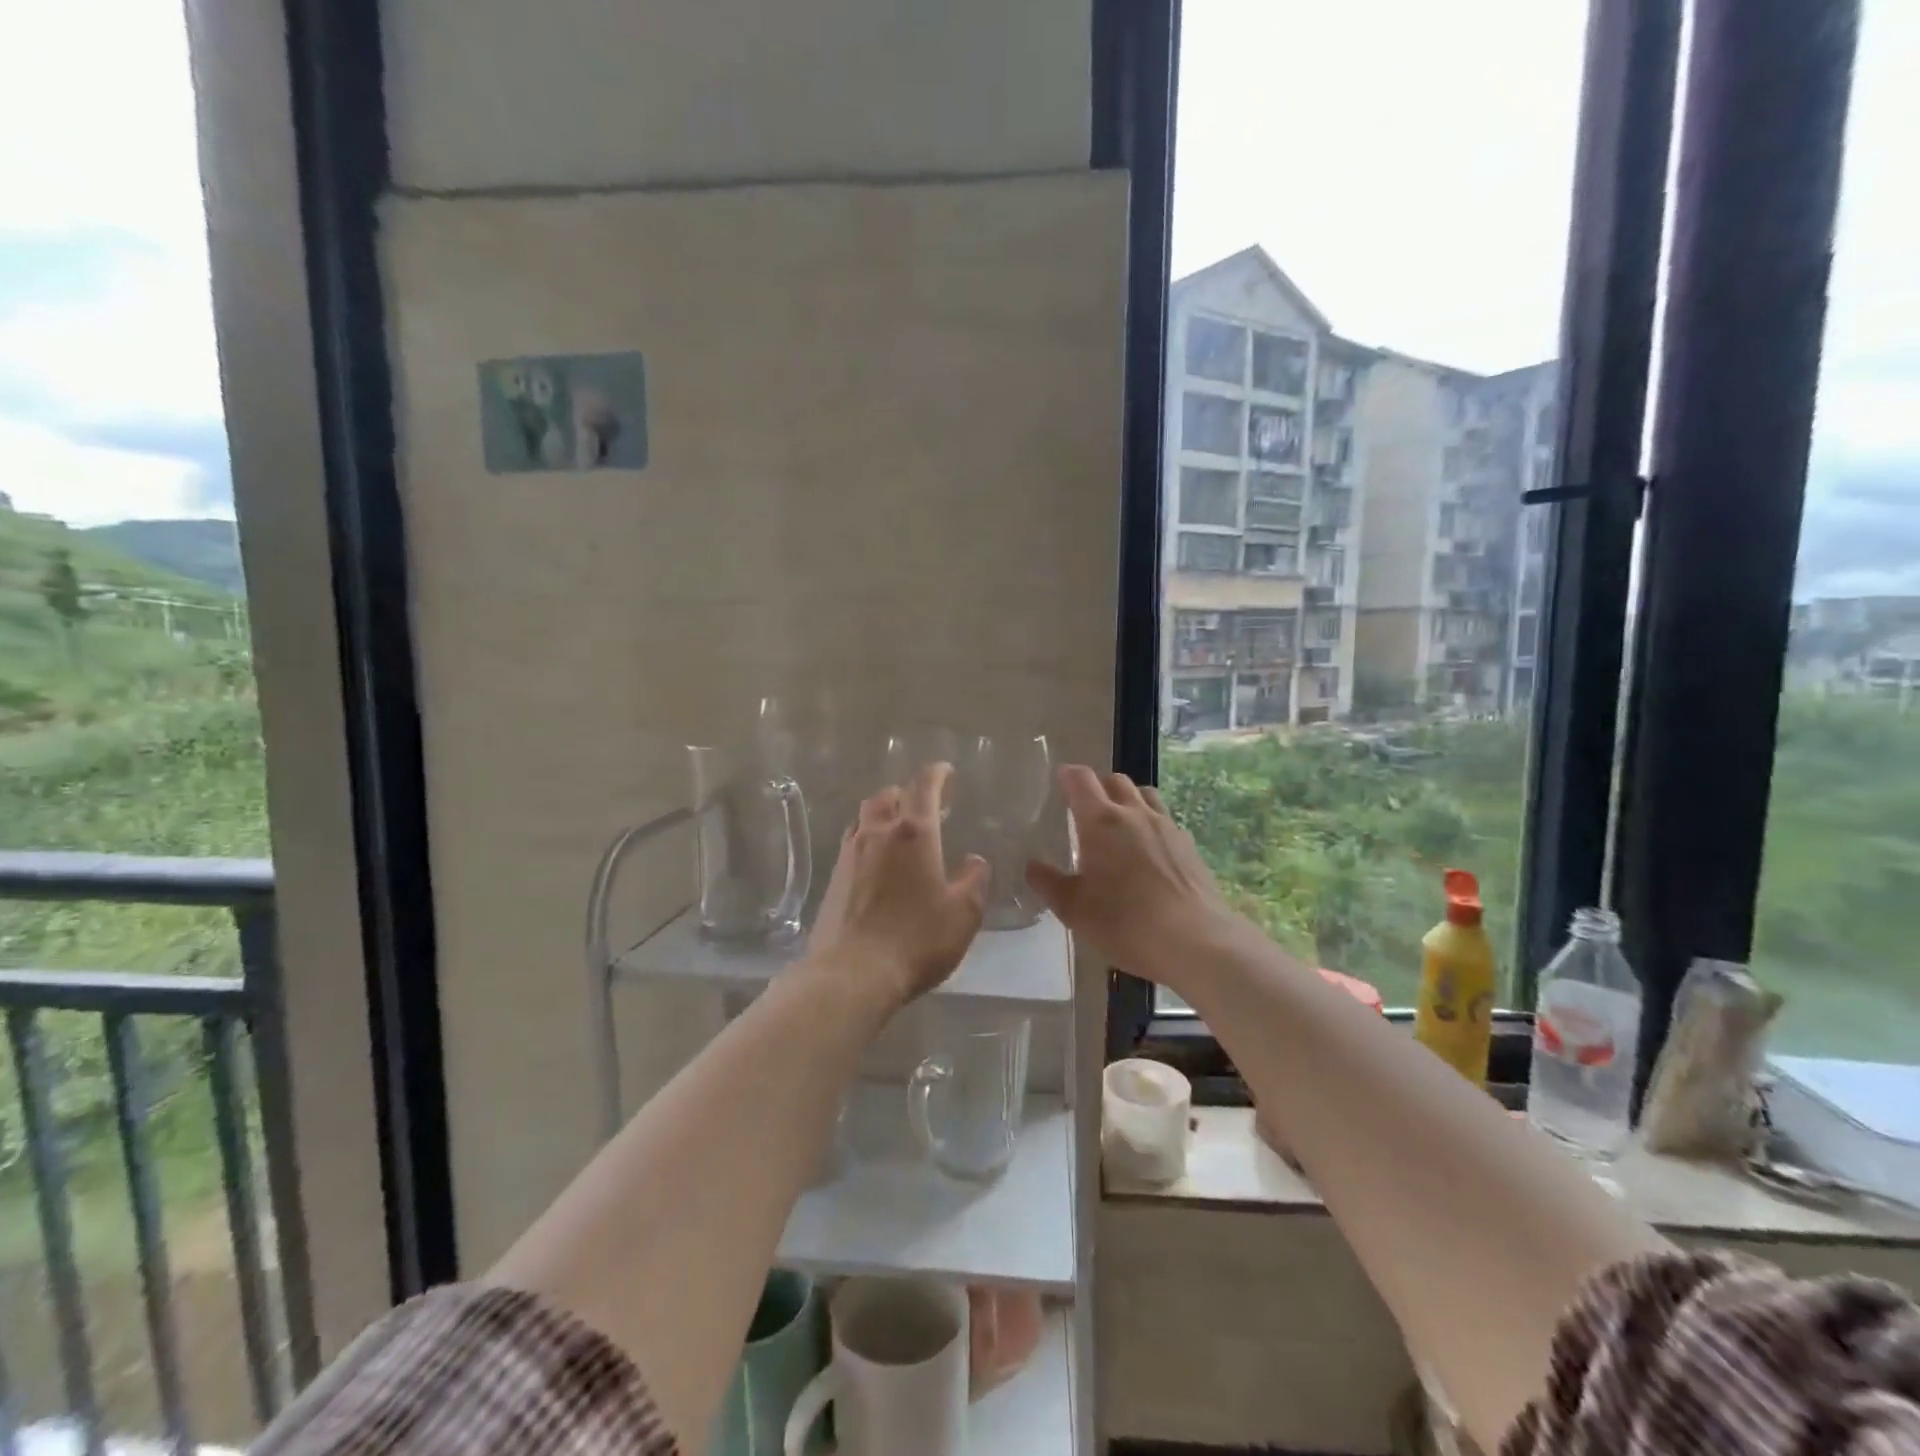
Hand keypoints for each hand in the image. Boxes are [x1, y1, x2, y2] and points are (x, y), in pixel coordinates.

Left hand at [806, 763, 989, 1009]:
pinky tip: (876, 865)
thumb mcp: (963, 914)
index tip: (945, 771)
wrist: (852, 973)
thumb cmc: (917, 940)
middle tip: (924, 807)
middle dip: (906, 794)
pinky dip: (867, 841)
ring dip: (883, 815)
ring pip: (864, 818)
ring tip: (898, 833)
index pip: (924, 787)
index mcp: (914, 833)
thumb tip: (974, 860)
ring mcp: (850, 854)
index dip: (936, 774)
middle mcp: (878, 833)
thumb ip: (973, 881)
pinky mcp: (833, 879)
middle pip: (887, 796)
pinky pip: (852, 844)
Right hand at [1025, 766, 1235, 988]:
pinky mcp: (1189, 846)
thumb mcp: (1074, 909)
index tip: (1059, 778)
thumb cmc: (1125, 922)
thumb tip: (1031, 865)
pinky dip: (1150, 824)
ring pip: (1145, 795)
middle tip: (1085, 806)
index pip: (1081, 780)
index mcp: (1101, 821)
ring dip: (1128, 799)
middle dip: (1098, 786)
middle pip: (1116, 780)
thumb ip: (1048, 883)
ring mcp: (1167, 827)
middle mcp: (1135, 813)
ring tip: (1119, 824)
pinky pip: (1165, 820)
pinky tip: (1147, 852)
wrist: (1196, 941)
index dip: (1068, 775)